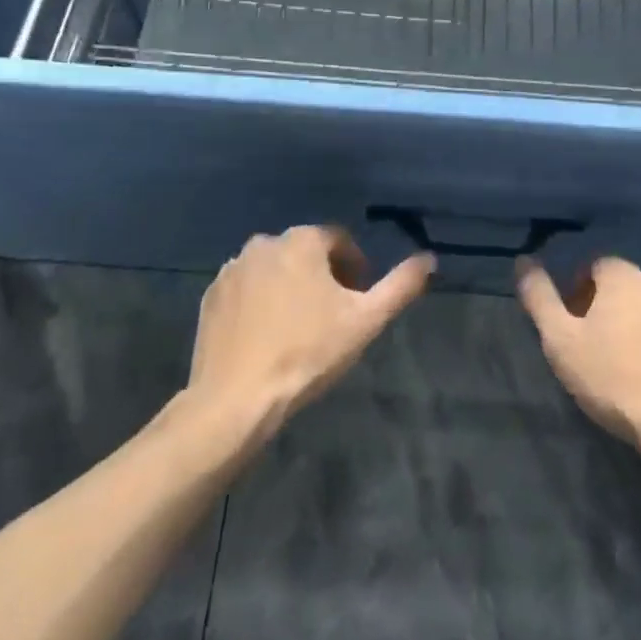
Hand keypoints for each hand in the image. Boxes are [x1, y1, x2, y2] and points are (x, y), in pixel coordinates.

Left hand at [189, 226, 432, 438]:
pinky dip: (260, 302)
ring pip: (274, 269)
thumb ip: (401, 285)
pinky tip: (267, 336)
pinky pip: (246, 289)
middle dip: (323, 276)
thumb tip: (429, 258)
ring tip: (300, 328)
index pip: (339, 240)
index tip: (358, 298)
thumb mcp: (366, 320)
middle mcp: (264, 243)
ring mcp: (232, 269)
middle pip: (305, 252)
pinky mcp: (211, 296)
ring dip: (290, 287)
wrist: (236, 398)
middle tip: (333, 315)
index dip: (355, 266)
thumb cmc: (307, 353)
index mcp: (302, 241)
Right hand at [518, 256, 640, 447]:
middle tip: (586, 344)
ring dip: (626, 324)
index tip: (568, 324)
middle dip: (599, 307)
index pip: (592, 265)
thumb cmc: (614, 377)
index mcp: (625, 275)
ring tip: (613, 363)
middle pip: (618, 285)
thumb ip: (539, 297)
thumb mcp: (561, 339)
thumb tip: (524, 260)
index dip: (574, 291)